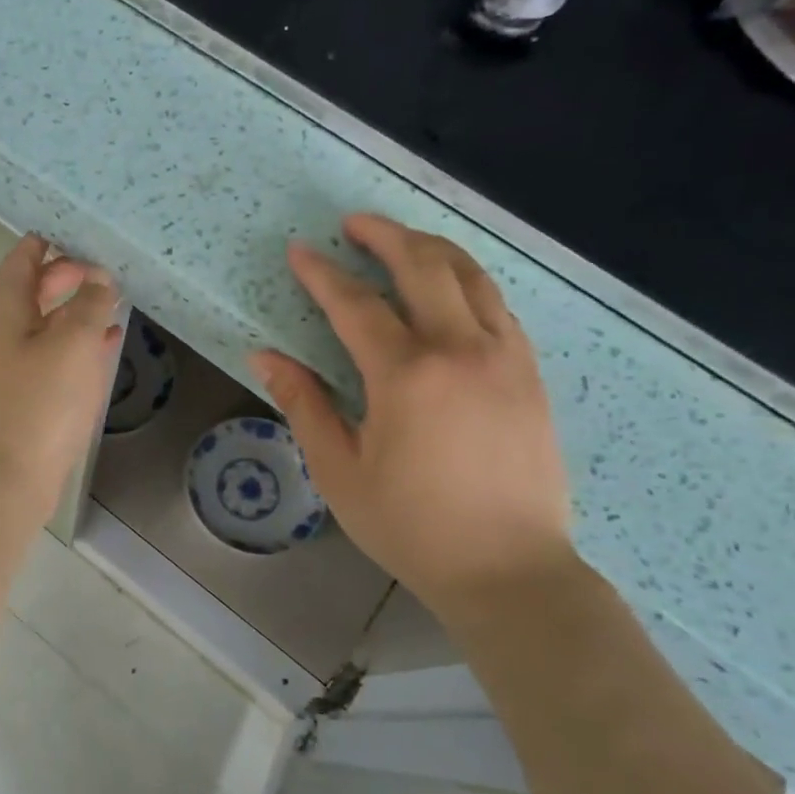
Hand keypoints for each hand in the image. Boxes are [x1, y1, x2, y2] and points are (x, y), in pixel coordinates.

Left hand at [0, 234, 121, 515]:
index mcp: (5, 308)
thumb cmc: (40, 401)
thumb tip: (99, 278)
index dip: (52, 241)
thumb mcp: (74, 342)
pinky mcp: (30, 393)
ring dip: (79, 309)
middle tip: (109, 269)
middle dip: (70, 275)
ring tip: (116, 298)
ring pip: (50, 322)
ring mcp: (16, 364)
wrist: (10, 475)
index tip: (86, 232)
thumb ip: (90, 302)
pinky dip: (81, 342)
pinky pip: (58, 354)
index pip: (24, 257)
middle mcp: (5, 331)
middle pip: (36, 288)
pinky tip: (110, 341)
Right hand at [250, 214, 576, 621]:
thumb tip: (265, 357)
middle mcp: (461, 350)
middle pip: (424, 266)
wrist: (509, 569)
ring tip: (400, 240)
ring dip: (431, 248)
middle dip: (384, 236)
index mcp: (407, 375)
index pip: (357, 305)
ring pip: (471, 276)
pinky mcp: (529, 373)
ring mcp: (505, 357)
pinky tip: (449, 288)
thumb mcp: (339, 471)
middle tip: (353, 223)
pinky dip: (467, 281)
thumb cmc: (411, 526)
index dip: (322, 274)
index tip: (299, 250)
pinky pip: (498, 305)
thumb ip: (304, 404)